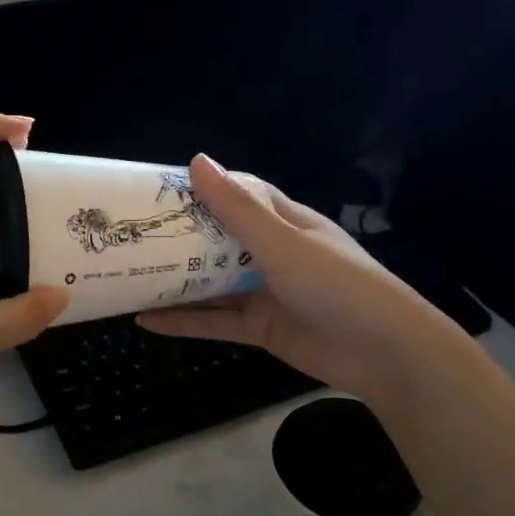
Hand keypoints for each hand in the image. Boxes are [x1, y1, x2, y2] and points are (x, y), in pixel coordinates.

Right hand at [138, 156, 447, 399]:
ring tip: (130, 272)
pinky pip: (215, 321)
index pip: (241, 195)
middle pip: (220, 239)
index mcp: (286, 222)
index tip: (160, 189)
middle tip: (134, 232)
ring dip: (176, 279)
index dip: (204, 189)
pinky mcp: (260, 328)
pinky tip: (145, 320)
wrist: (384, 354)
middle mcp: (274, 253)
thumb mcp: (283, 243)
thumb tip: (198, 161)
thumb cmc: (338, 285)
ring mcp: (266, 292)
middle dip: (181, 236)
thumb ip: (237, 208)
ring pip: (213, 282)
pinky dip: (183, 320)